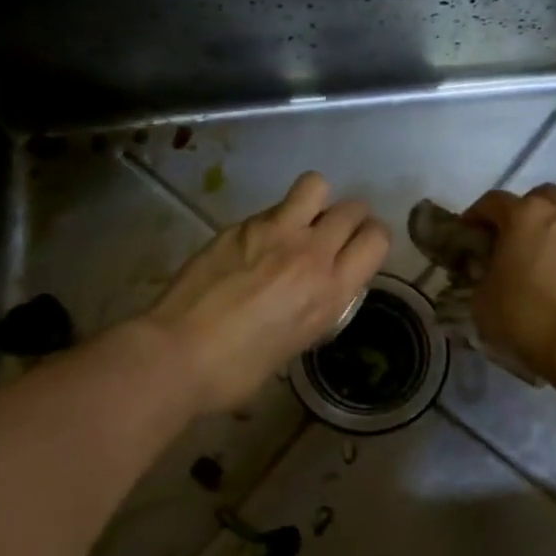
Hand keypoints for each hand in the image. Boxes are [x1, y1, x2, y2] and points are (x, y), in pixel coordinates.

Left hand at [143, 172, 389, 414]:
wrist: (179, 352)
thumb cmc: (239, 369)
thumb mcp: (298, 341)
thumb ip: (319, 304)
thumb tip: (318, 287)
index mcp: (332, 290)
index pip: (377, 239)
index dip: (373, 239)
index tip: (360, 248)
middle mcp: (311, 252)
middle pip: (352, 209)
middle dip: (351, 217)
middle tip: (332, 233)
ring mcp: (274, 232)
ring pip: (316, 186)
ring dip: (317, 200)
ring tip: (301, 221)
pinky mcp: (241, 225)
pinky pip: (272, 208)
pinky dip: (275, 219)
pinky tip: (255, 244)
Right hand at [463, 184, 555, 381]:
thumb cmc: (527, 315)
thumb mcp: (482, 300)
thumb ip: (480, 277)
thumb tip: (486, 274)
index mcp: (524, 215)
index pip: (492, 201)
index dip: (476, 215)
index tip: (467, 233)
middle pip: (539, 198)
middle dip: (522, 212)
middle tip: (510, 239)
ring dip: (551, 231)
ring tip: (539, 261)